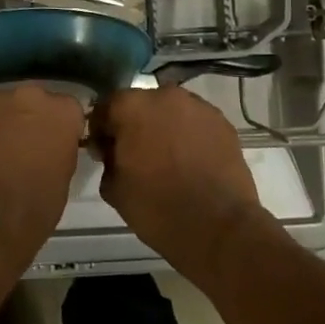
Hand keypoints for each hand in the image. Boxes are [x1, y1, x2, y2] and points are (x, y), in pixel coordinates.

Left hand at [0, 85, 84, 270]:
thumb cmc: (34, 207)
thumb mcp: (63, 177)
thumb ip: (59, 149)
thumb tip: (48, 147)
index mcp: (61, 111)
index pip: (67, 110)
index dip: (59, 128)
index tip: (53, 145)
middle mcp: (29, 95)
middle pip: (31, 101)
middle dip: (28, 120)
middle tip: (21, 148)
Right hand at [89, 84, 269, 279]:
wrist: (218, 227)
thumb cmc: (157, 207)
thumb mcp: (113, 189)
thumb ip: (107, 160)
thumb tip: (113, 153)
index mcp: (131, 107)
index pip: (105, 108)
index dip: (101, 131)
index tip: (104, 153)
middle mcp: (164, 96)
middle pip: (140, 105)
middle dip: (134, 125)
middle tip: (135, 155)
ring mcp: (198, 107)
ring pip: (170, 111)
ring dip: (163, 127)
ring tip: (167, 159)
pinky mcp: (223, 123)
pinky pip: (195, 123)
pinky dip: (188, 136)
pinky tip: (190, 161)